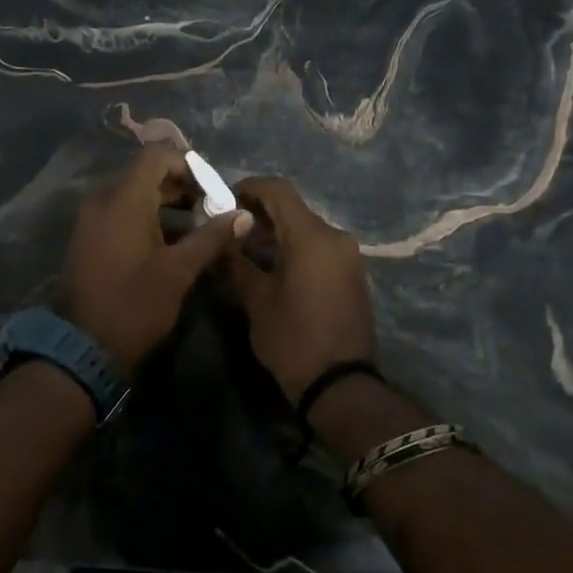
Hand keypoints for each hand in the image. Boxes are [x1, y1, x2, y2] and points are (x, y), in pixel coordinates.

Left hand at [59, 146, 252, 375]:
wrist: (83, 348)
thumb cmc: (134, 305)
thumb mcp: (179, 271)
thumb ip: (212, 237)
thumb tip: (244, 215)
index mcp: (123, 199)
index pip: (157, 156)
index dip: (190, 166)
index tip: (215, 189)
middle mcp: (103, 200)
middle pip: (146, 173)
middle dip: (182, 186)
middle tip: (214, 208)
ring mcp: (92, 219)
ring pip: (134, 194)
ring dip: (167, 202)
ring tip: (199, 225)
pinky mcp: (89, 238)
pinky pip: (121, 212)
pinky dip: (147, 216)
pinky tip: (172, 240)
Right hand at [224, 177, 376, 405]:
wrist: (341, 384)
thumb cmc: (293, 339)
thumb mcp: (256, 301)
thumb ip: (236, 262)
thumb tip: (221, 238)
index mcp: (312, 237)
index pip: (279, 190)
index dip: (249, 187)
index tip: (224, 200)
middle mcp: (335, 237)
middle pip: (294, 208)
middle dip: (260, 212)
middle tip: (230, 228)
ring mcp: (348, 255)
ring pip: (307, 228)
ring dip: (277, 231)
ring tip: (247, 250)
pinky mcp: (352, 273)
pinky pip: (319, 246)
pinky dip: (295, 246)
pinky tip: (273, 266)